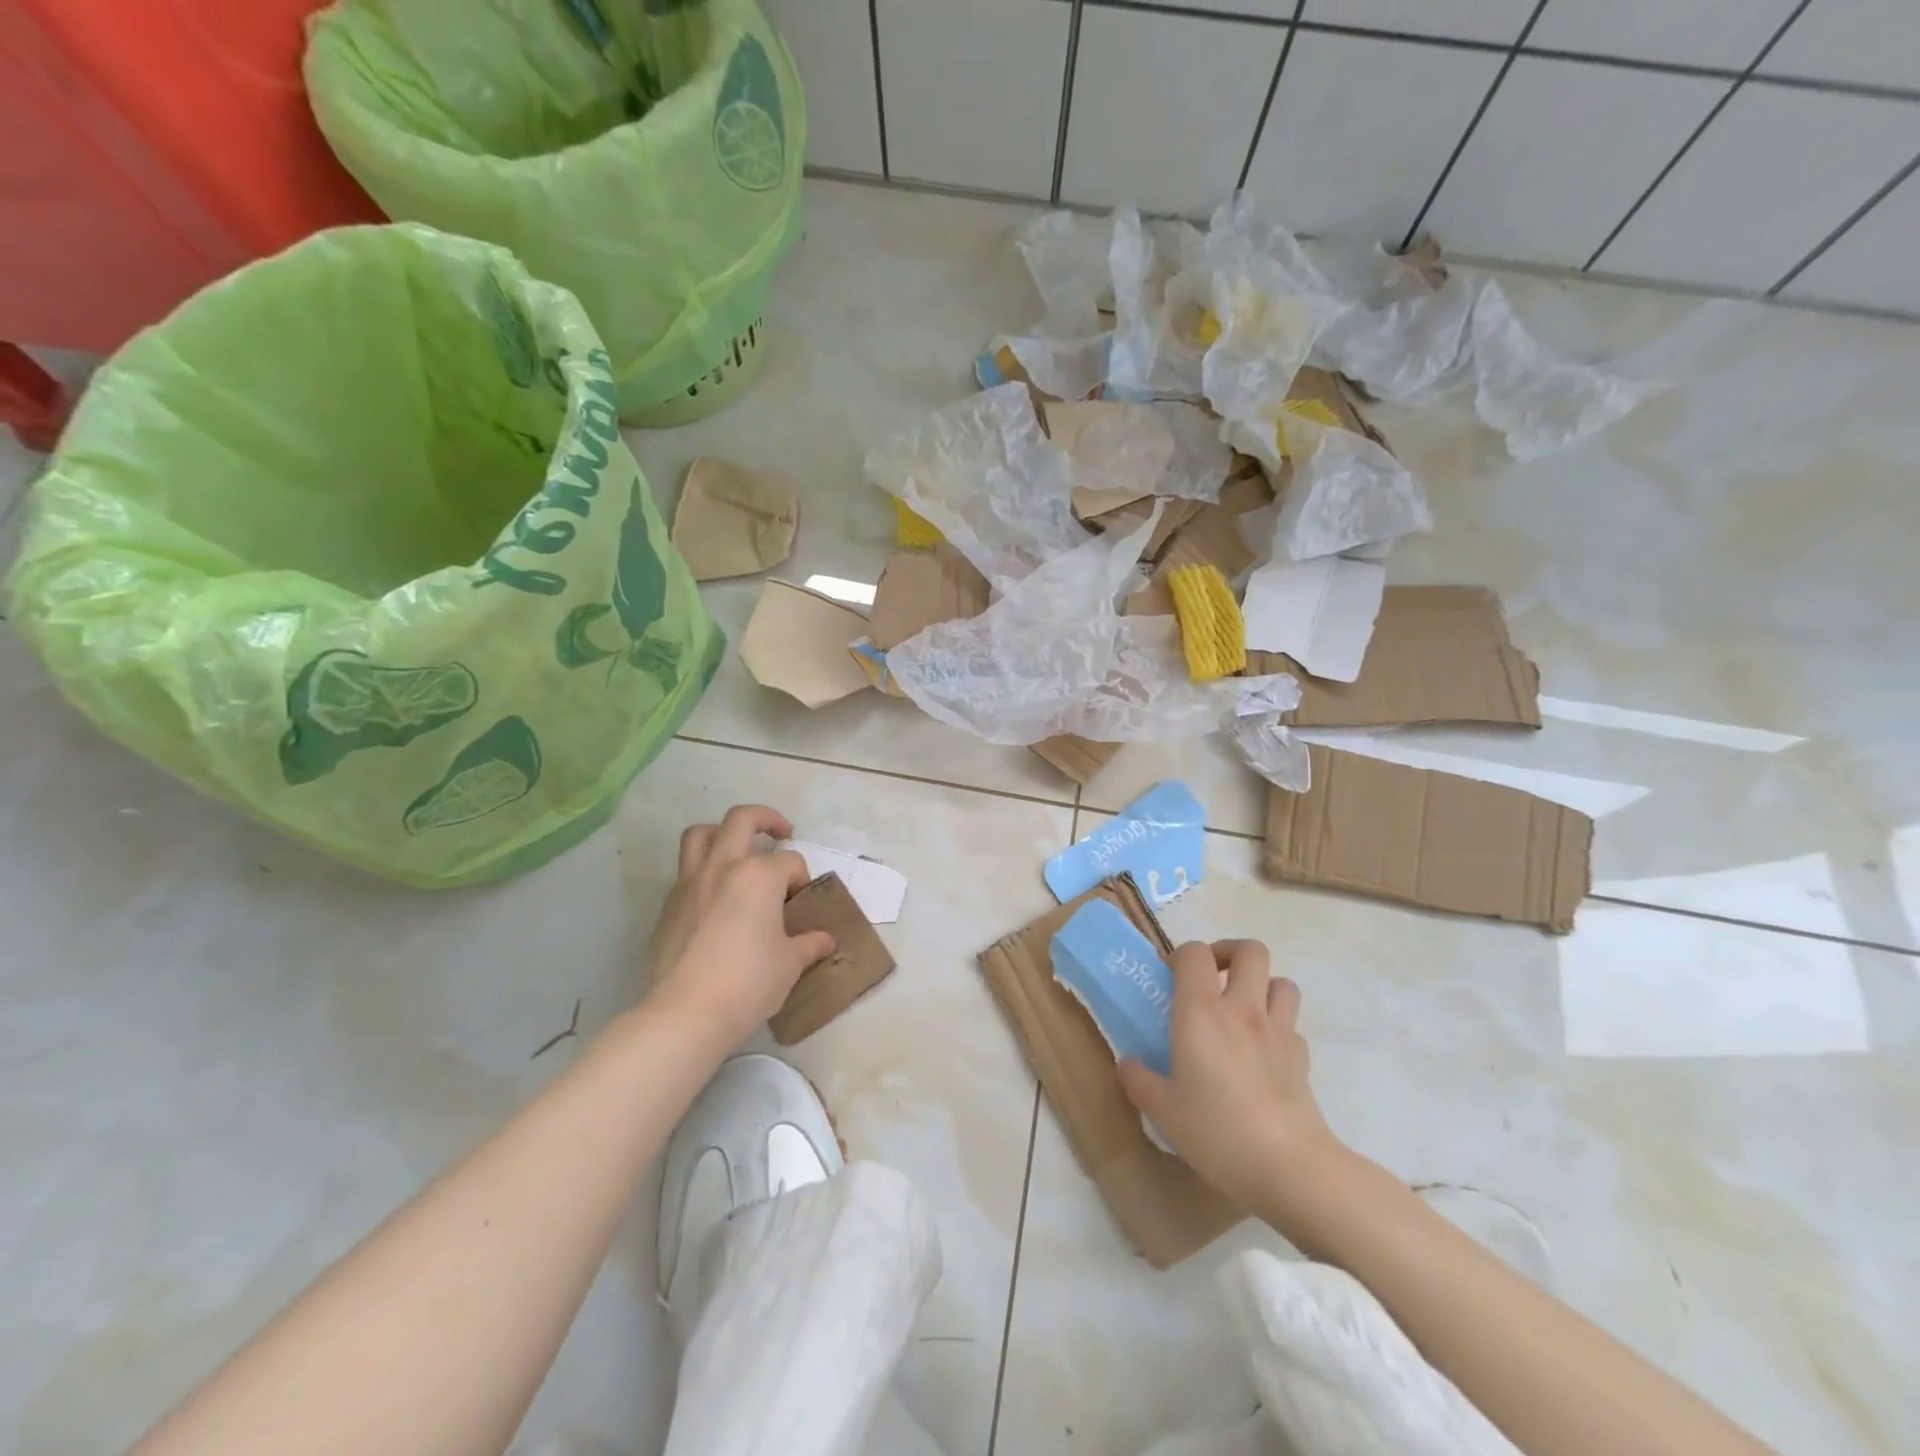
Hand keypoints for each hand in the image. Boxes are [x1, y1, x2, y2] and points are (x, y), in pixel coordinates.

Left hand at [645, 805, 835, 1046]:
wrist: (686, 1013)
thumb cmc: (748, 982)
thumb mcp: (790, 964)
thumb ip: (809, 944)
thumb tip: (825, 940)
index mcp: (759, 875)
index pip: (790, 862)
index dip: (801, 879)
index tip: (802, 904)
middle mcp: (723, 867)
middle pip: (742, 820)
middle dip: (766, 819)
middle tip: (781, 832)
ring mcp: (690, 884)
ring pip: (700, 835)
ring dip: (722, 832)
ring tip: (738, 849)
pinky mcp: (668, 906)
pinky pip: (686, 872)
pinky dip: (703, 872)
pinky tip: (716, 899)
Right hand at [1116, 940, 1339, 1211]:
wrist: (1290, 1167)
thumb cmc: (1217, 1131)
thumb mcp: (1163, 1110)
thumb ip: (1139, 1080)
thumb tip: (1126, 1064)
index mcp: (1201, 1011)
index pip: (1195, 953)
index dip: (1182, 955)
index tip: (1170, 977)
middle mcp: (1243, 1009)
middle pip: (1250, 951)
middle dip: (1230, 954)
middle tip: (1212, 978)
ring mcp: (1279, 1031)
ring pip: (1281, 982)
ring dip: (1262, 986)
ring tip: (1242, 1009)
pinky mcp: (1302, 1058)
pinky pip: (1292, 1025)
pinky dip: (1278, 1028)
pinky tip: (1264, 1053)